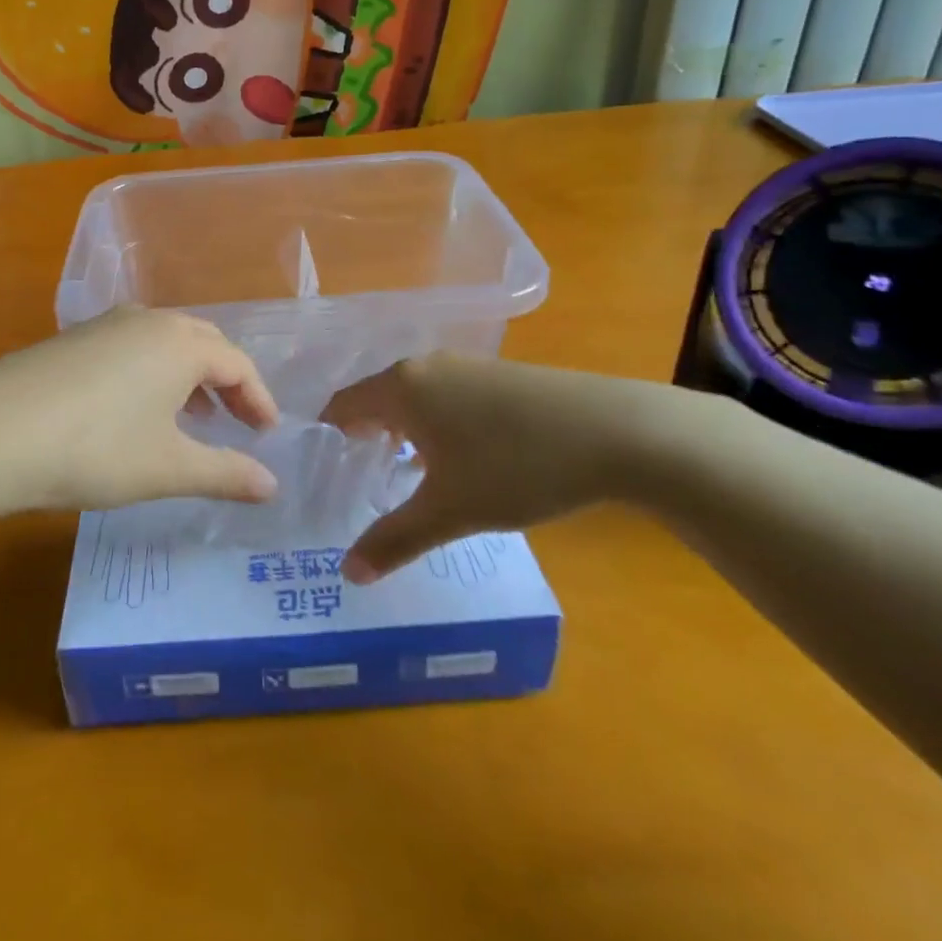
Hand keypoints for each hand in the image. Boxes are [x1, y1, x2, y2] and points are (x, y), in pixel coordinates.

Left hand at [0, 308, 280, 514]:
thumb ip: (225, 473)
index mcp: (179, 343)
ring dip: (188, 377)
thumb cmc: (95, 449)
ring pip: (163, 343)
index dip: (258, 399)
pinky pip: (129, 348)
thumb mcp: (167, 468)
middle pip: (203, 343)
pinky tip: (134, 410)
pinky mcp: (69, 341)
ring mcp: (102, 326)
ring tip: (191, 418)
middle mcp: (146, 321)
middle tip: (237, 422)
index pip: (237, 364)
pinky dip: (151, 374)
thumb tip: (272, 485)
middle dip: (226, 382)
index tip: (267, 433)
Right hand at [321, 354, 705, 581]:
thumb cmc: (516, 466)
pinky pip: (446, 397)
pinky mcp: (500, 375)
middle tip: (358, 481)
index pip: (344, 404)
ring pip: (415, 397)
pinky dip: (435, 425)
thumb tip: (348, 574)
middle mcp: (427, 366)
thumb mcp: (450, 511)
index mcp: (402, 387)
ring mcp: (467, 366)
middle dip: (364, 437)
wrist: (617, 432)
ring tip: (402, 475)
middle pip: (377, 398)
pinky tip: (456, 459)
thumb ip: (393, 540)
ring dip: (402, 432)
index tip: (324, 472)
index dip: (329, 437)